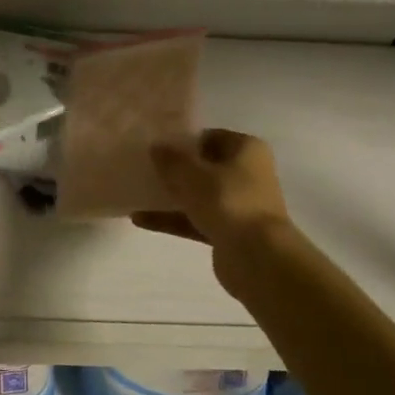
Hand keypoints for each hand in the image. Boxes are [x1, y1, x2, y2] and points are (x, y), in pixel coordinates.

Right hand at [131, 129, 293, 300]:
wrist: (258, 258)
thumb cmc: (228, 201)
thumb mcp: (191, 173)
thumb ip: (170, 158)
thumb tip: (157, 146)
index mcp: (246, 149)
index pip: (209, 137)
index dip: (182, 140)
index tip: (155, 146)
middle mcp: (247, 174)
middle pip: (204, 167)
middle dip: (175, 170)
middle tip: (143, 168)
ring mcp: (239, 205)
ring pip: (199, 195)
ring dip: (170, 196)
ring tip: (136, 193)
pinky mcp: (230, 232)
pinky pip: (196, 220)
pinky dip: (172, 219)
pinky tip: (140, 220)